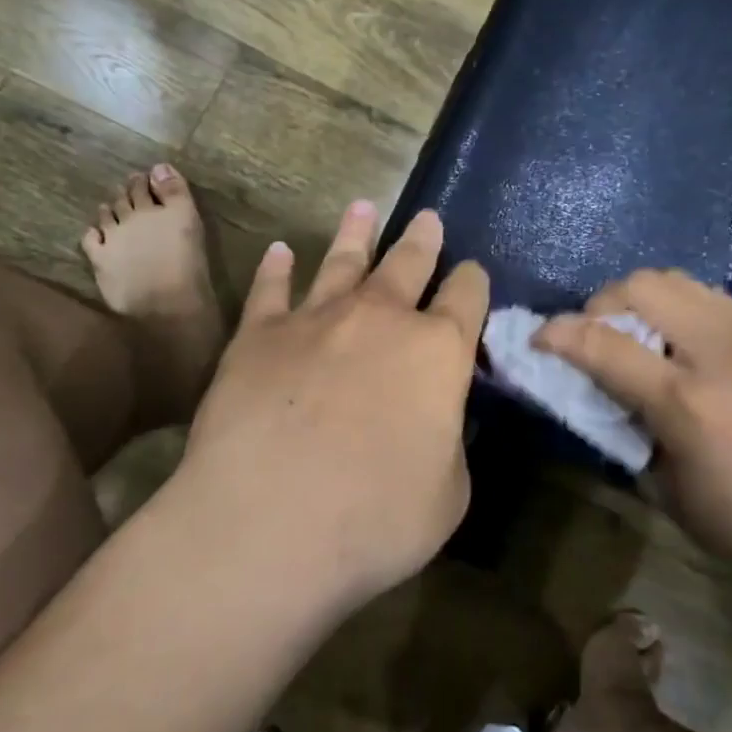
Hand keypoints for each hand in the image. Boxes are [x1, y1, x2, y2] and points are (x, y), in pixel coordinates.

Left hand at [172, 202, 488, 614]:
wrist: (267, 523)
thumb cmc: (375, 519)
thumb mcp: (448, 493)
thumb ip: (449, 443)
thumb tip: (438, 419)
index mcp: (438, 351)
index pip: (467, 298)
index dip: (473, 282)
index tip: (473, 274)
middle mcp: (380, 319)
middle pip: (408, 264)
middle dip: (423, 240)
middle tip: (427, 217)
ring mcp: (316, 319)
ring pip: (343, 261)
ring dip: (356, 233)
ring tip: (363, 207)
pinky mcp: (258, 334)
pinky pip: (271, 289)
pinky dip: (277, 268)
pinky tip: (281, 252)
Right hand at [535, 269, 731, 591]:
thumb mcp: (673, 497)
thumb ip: (632, 438)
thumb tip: (609, 401)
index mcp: (685, 402)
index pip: (601, 344)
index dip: (557, 335)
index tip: (538, 340)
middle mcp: (716, 353)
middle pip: (640, 285)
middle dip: (601, 304)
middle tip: (598, 338)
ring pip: (676, 279)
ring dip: (641, 298)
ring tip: (641, 336)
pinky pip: (710, 295)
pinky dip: (680, 306)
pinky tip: (686, 343)